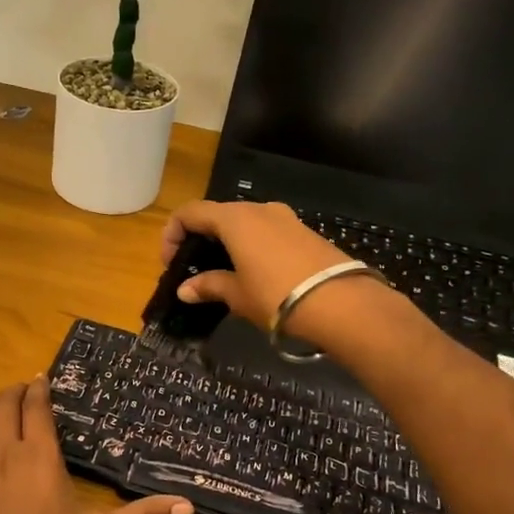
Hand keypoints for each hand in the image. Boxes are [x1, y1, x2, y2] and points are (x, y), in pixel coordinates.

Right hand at [161, 200, 363, 332]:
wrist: (342, 304)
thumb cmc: (277, 297)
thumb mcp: (237, 295)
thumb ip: (209, 286)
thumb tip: (185, 289)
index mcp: (235, 219)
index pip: (190, 213)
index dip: (172, 235)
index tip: (171, 264)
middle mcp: (259, 209)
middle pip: (217, 215)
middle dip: (200, 239)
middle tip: (194, 270)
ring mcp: (285, 218)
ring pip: (244, 223)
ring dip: (226, 243)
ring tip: (224, 274)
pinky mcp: (304, 232)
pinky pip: (266, 232)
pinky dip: (250, 246)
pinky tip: (254, 274)